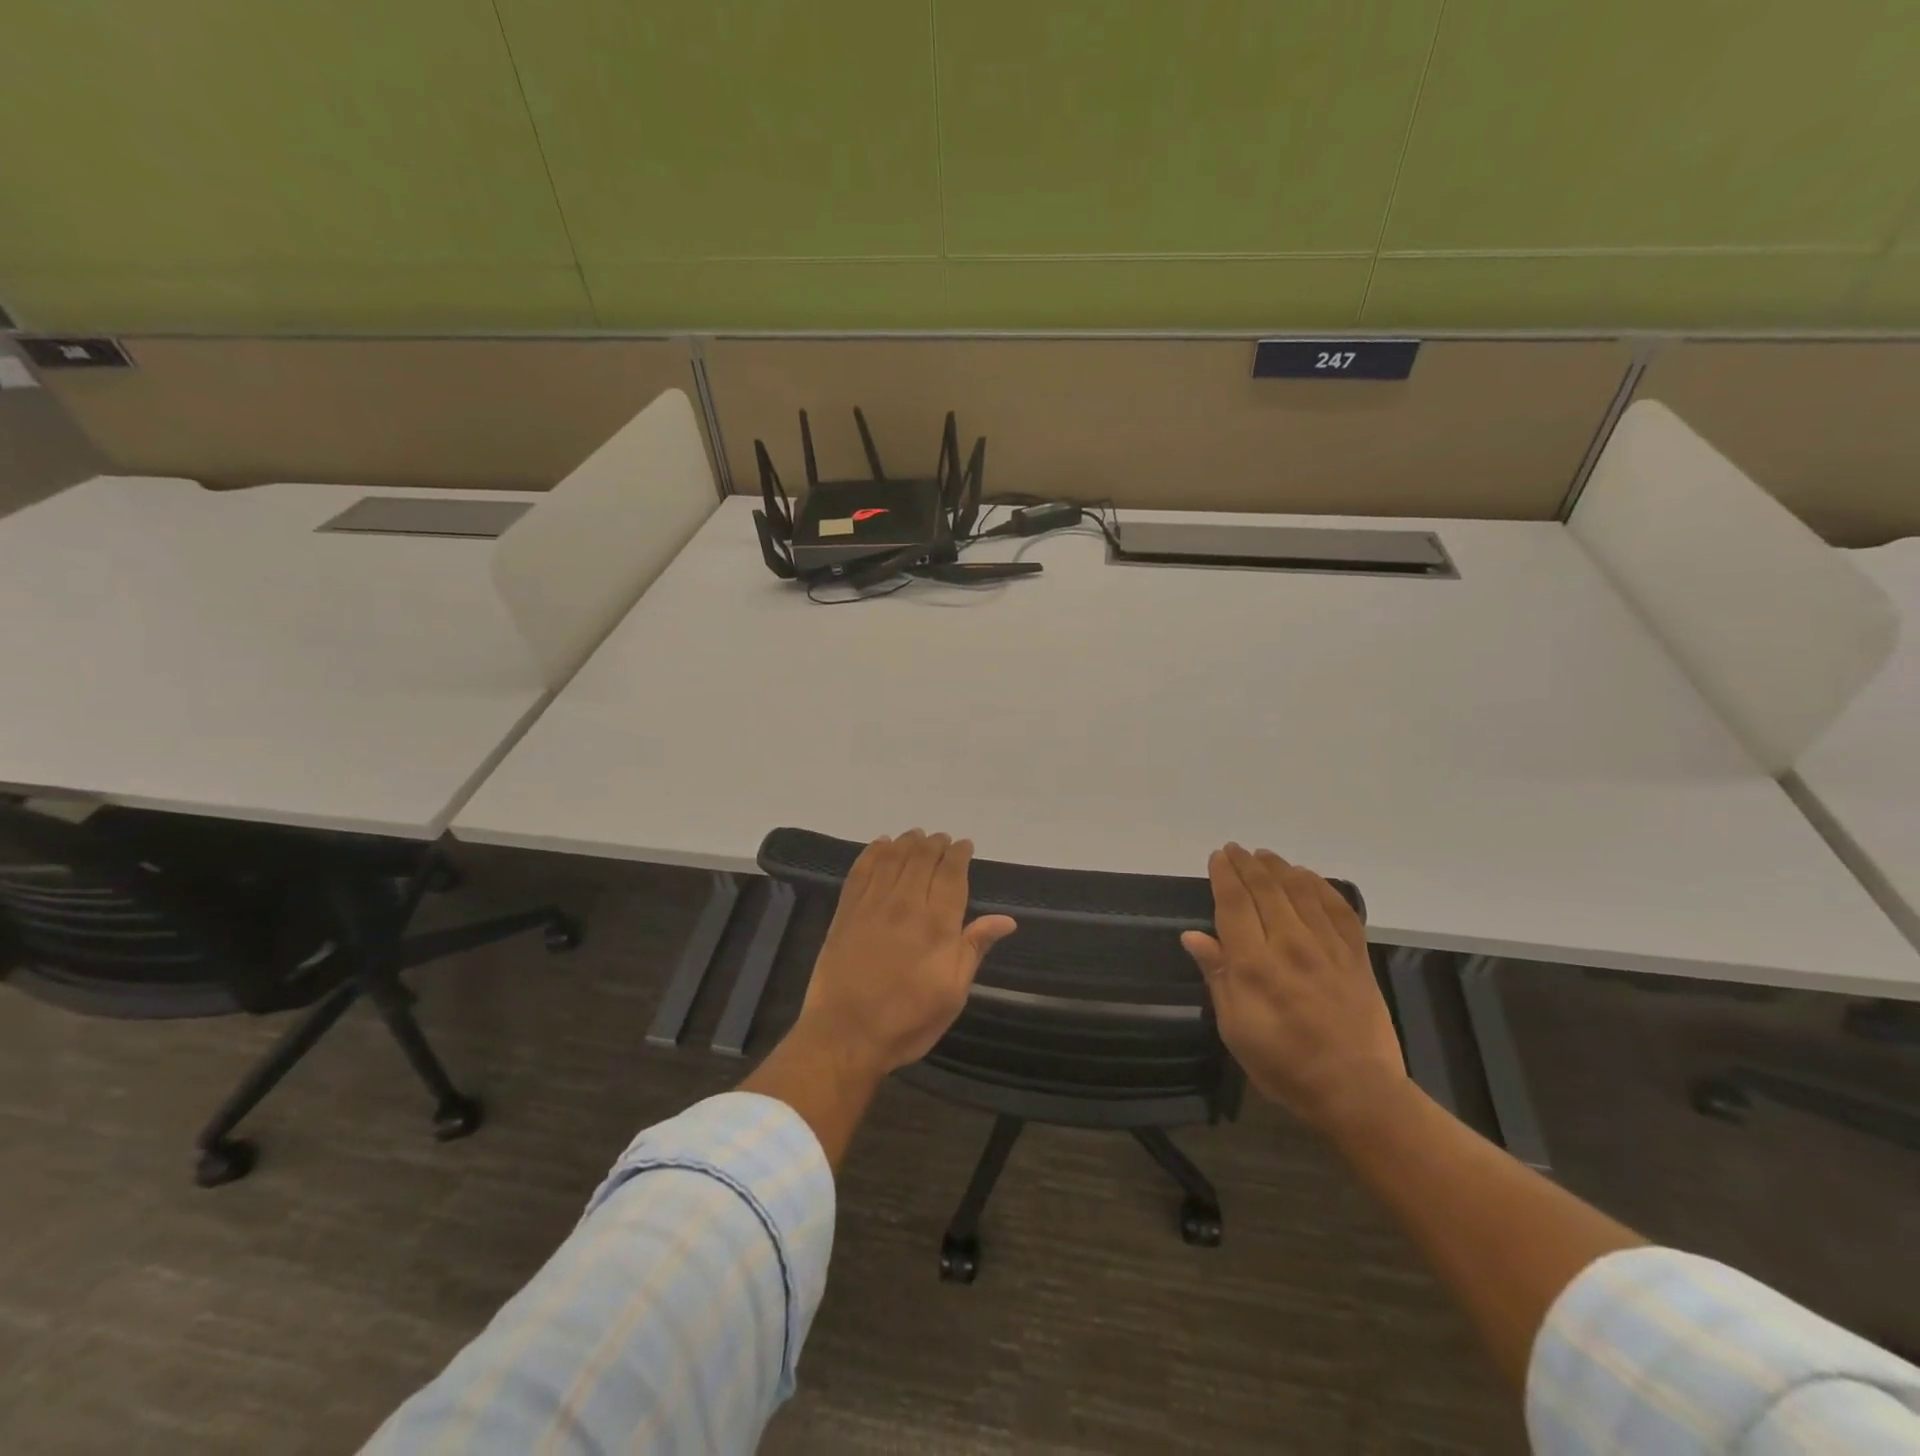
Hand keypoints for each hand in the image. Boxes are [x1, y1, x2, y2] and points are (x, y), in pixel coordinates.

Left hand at [795, 830, 1017, 1077]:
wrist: (845, 1035)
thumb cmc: (908, 1020)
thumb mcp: (953, 993)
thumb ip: (974, 948)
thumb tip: (1006, 920)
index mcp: (937, 924)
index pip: (952, 874)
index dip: (959, 855)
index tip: (964, 845)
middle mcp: (906, 904)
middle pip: (923, 858)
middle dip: (935, 843)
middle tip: (942, 838)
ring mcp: (872, 904)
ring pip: (893, 857)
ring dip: (907, 841)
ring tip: (916, 835)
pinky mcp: (846, 911)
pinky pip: (861, 870)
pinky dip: (873, 852)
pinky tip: (880, 845)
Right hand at [1182, 844, 1404, 1132]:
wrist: (1356, 1091)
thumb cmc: (1283, 1064)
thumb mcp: (1235, 1028)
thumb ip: (1217, 976)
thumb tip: (1193, 936)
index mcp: (1255, 965)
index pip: (1235, 904)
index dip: (1225, 876)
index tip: (1217, 856)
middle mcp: (1290, 945)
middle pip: (1267, 890)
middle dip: (1248, 864)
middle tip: (1235, 849)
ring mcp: (1328, 948)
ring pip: (1301, 892)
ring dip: (1280, 868)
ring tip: (1265, 855)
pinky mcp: (1356, 957)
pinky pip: (1339, 909)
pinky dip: (1321, 887)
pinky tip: (1309, 877)